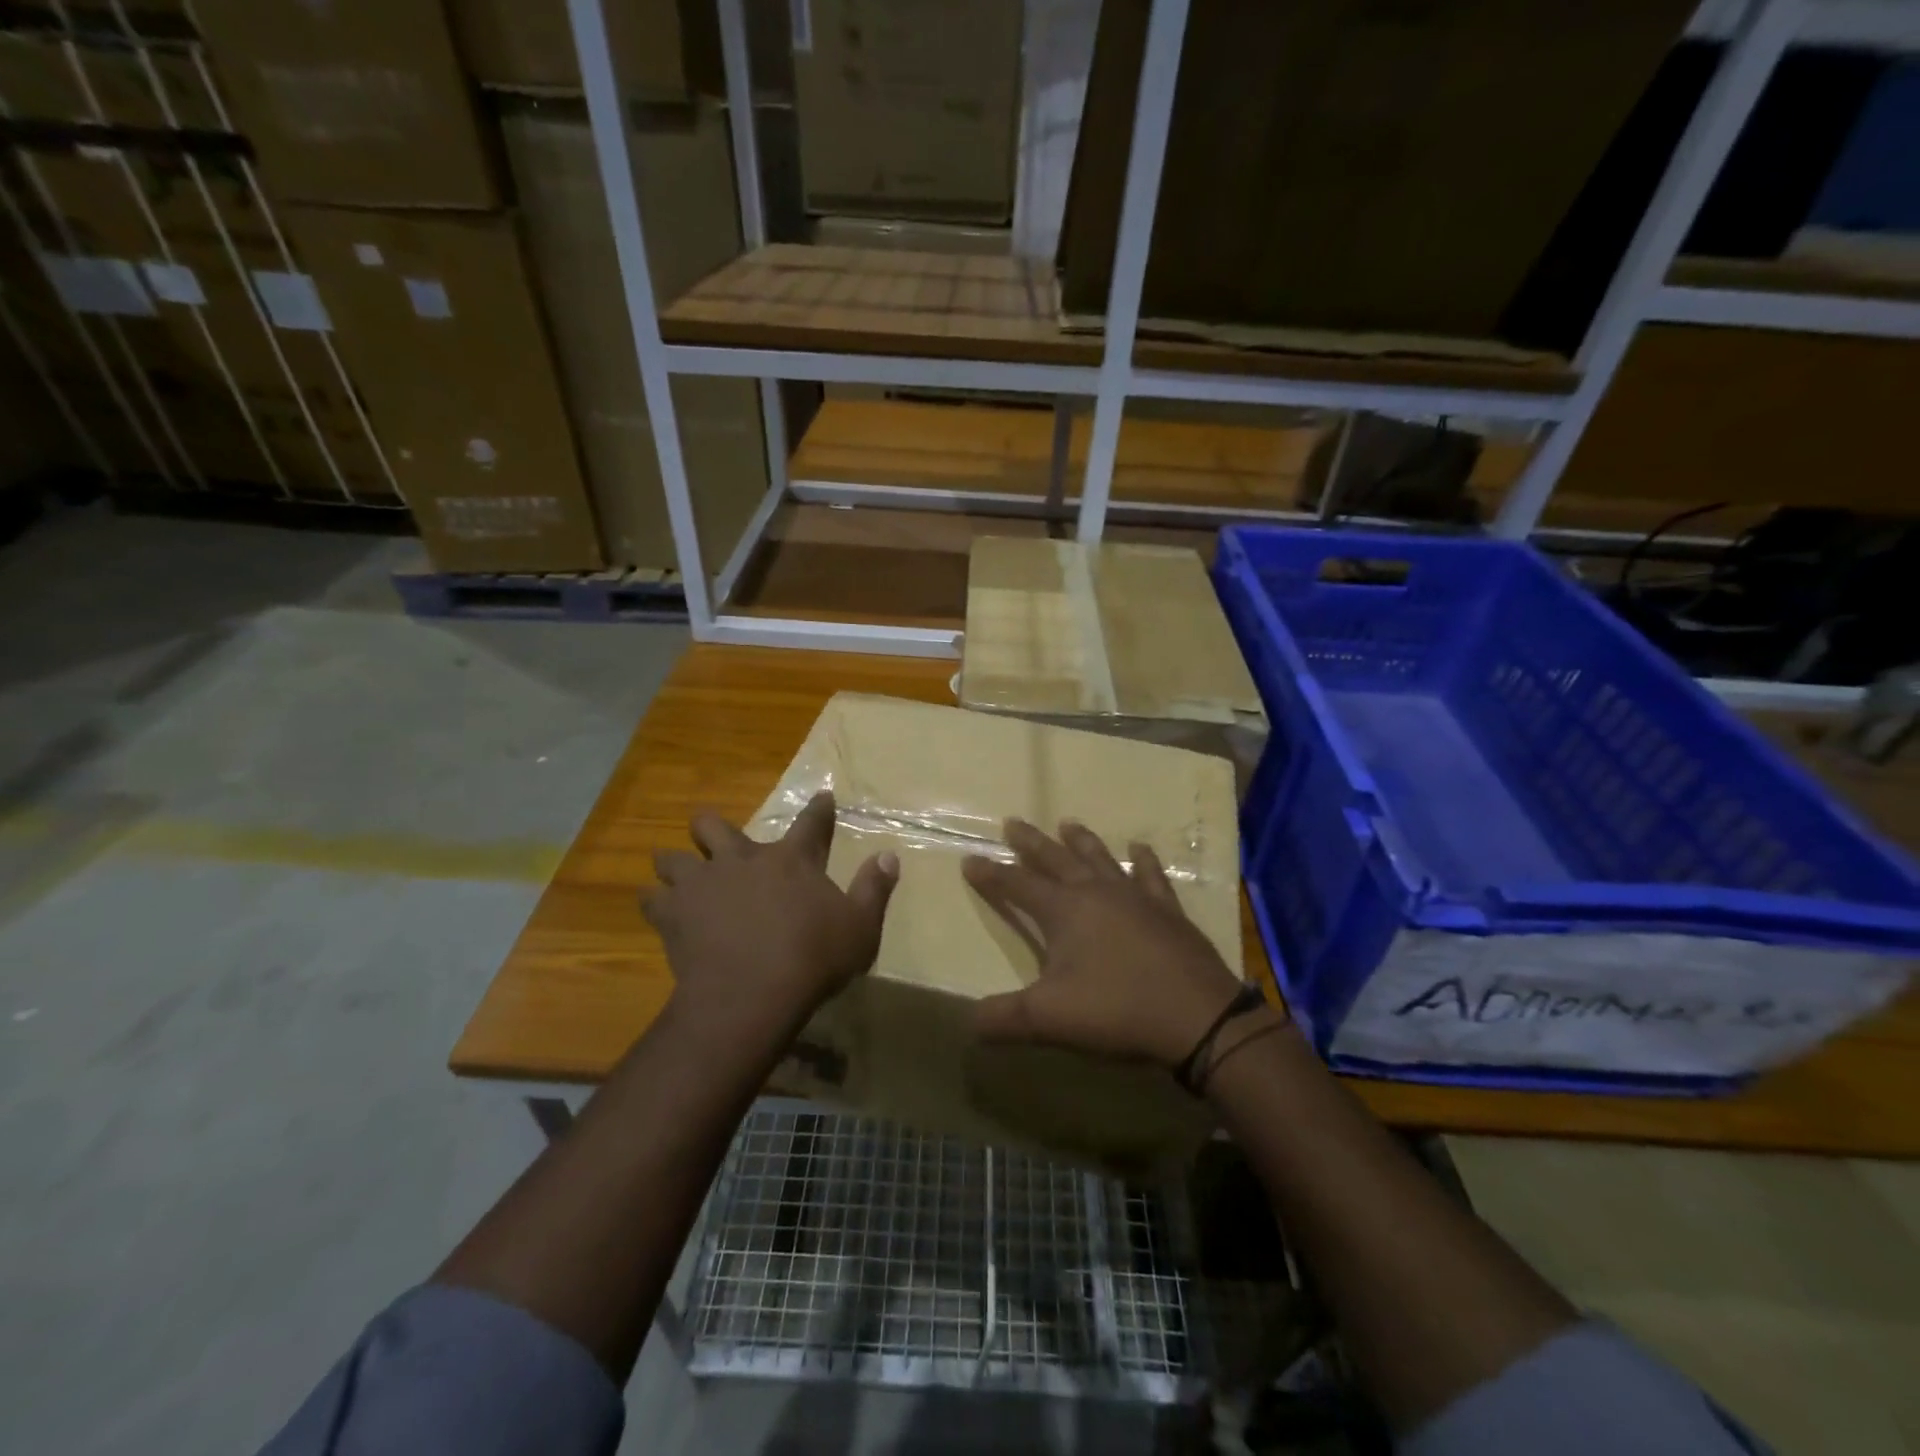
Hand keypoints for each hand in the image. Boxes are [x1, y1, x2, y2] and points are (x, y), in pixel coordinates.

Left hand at [646, 793, 897, 1041]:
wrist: (751, 995)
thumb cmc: (813, 959)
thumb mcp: (860, 927)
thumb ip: (874, 889)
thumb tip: (890, 856)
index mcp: (791, 859)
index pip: (811, 822)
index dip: (820, 808)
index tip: (823, 797)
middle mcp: (743, 859)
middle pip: (714, 826)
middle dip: (711, 828)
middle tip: (715, 840)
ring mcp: (703, 883)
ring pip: (673, 857)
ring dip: (676, 863)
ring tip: (678, 875)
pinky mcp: (674, 914)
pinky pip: (652, 898)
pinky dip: (656, 902)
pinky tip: (660, 910)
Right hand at [961, 819, 1258, 1068]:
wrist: (1197, 1016)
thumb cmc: (1116, 1010)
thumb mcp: (1048, 1019)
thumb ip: (1002, 1019)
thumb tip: (967, 1022)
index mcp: (1063, 911)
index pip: (1017, 885)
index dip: (991, 874)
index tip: (969, 858)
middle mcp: (1096, 892)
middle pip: (1055, 859)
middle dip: (1031, 843)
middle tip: (1013, 822)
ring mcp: (1135, 897)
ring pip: (1100, 858)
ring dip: (1081, 841)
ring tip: (1068, 823)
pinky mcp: (1167, 910)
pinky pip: (1151, 876)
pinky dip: (1143, 860)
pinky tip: (1140, 848)